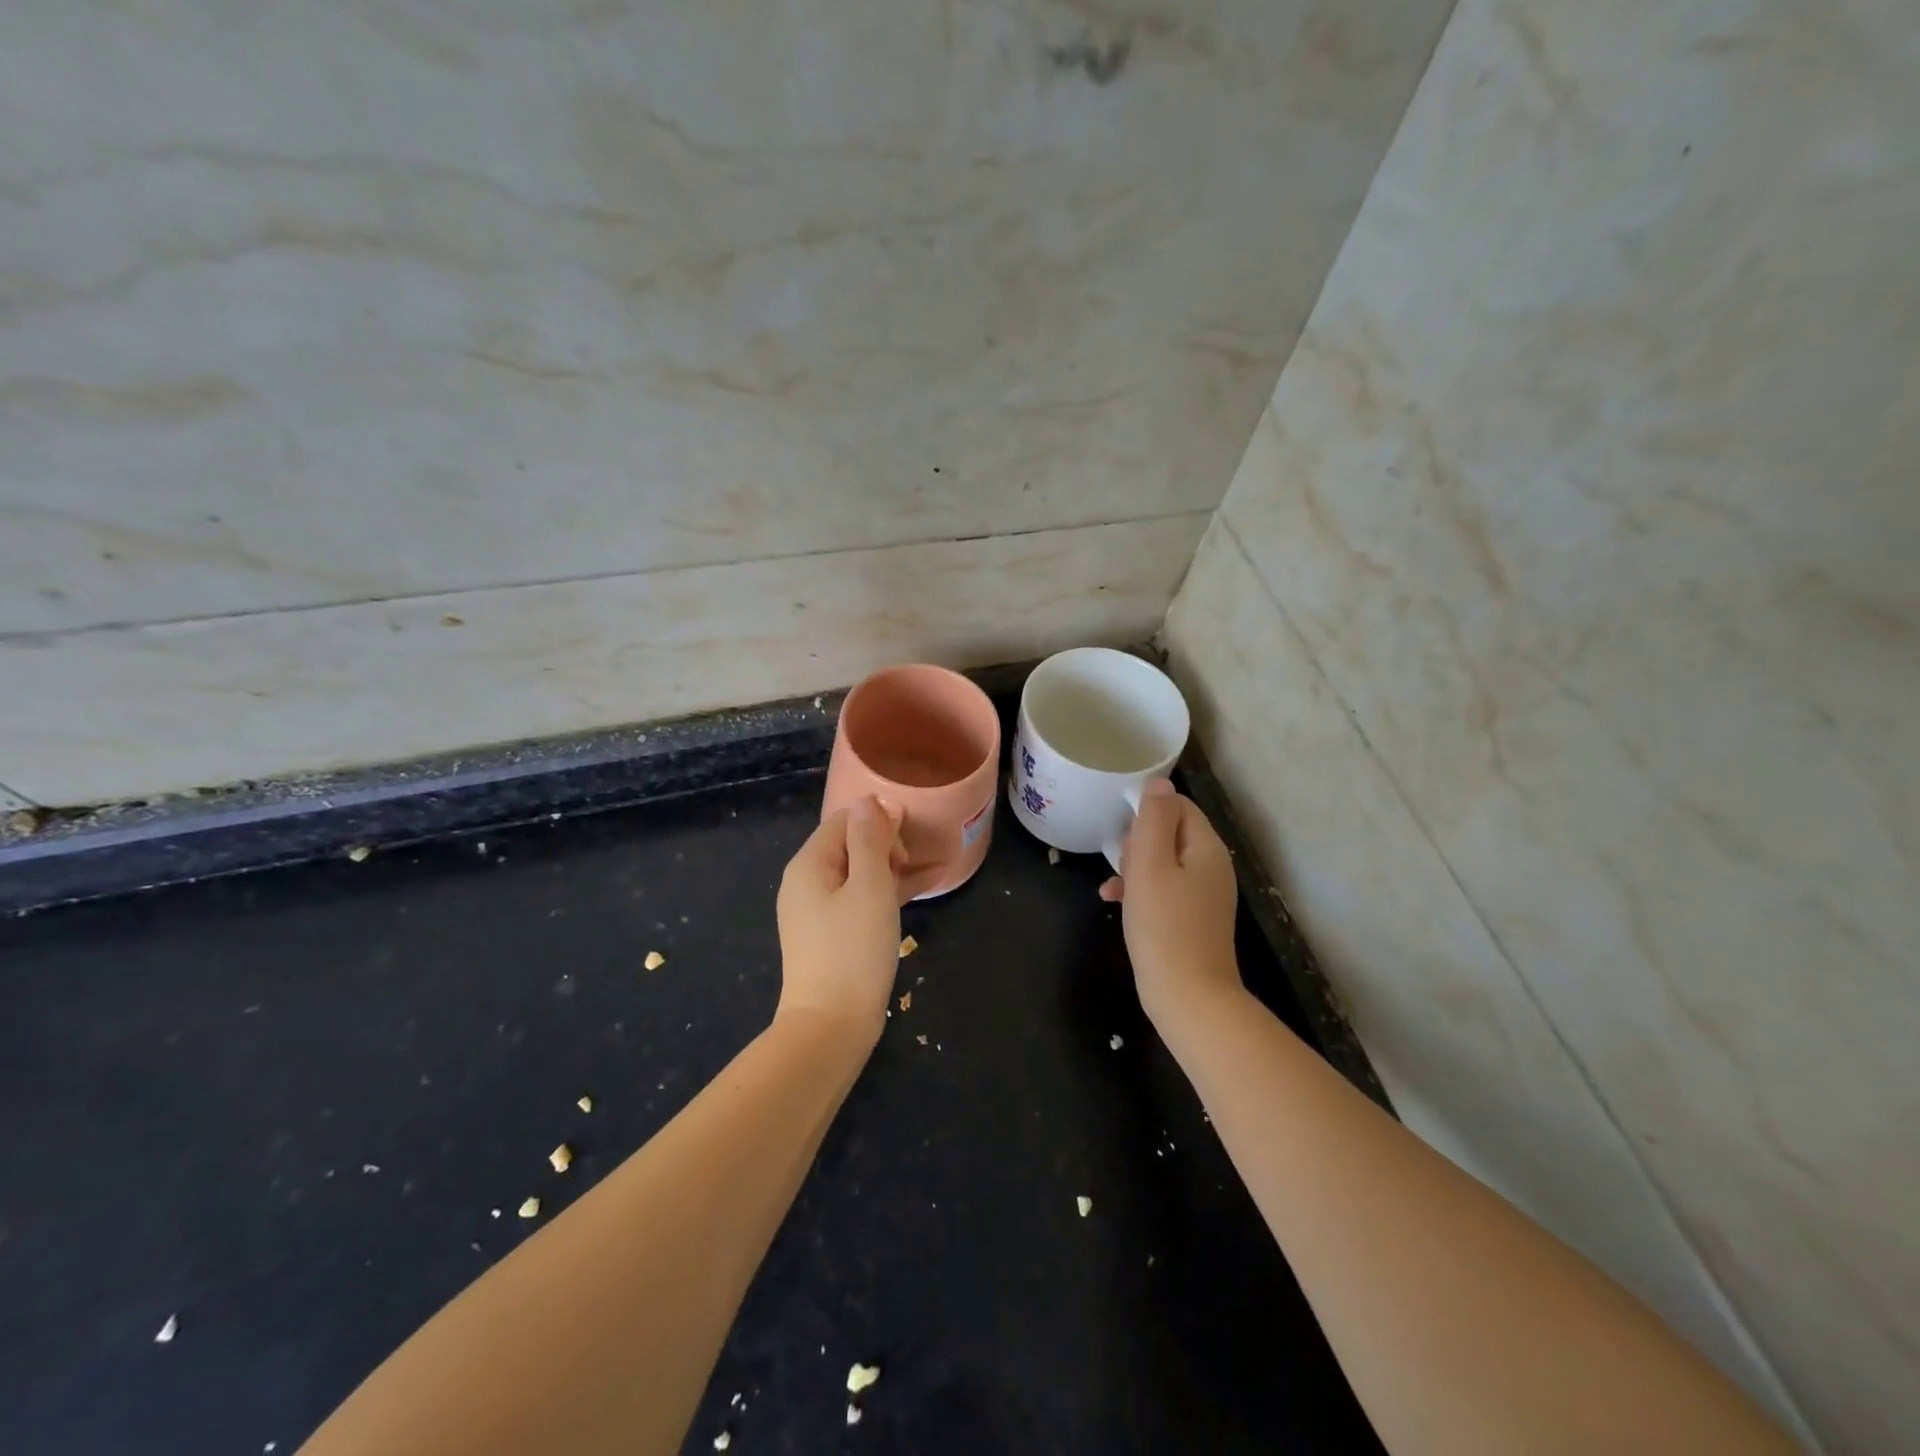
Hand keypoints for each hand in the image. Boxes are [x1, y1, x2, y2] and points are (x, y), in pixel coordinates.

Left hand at [775, 797, 901, 1037]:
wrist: (831, 1026)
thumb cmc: (853, 950)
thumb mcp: (869, 887)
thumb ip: (870, 840)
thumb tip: (870, 801)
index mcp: (809, 864)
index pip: (844, 820)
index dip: (878, 822)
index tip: (906, 844)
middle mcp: (806, 882)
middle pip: (849, 844)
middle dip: (885, 845)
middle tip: (909, 866)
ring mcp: (816, 911)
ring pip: (858, 873)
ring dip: (891, 868)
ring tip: (927, 872)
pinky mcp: (830, 935)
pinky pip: (860, 899)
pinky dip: (886, 893)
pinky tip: (922, 891)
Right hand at [1099, 779, 1241, 1027]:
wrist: (1188, 997)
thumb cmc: (1164, 926)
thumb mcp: (1150, 865)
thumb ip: (1153, 820)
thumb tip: (1158, 783)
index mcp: (1206, 848)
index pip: (1177, 805)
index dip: (1146, 810)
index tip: (1121, 831)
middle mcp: (1211, 866)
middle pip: (1170, 832)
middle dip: (1138, 840)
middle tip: (1119, 861)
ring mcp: (1204, 894)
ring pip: (1162, 862)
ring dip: (1133, 865)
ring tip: (1113, 883)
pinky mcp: (1192, 918)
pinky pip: (1163, 889)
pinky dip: (1140, 890)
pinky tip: (1114, 901)